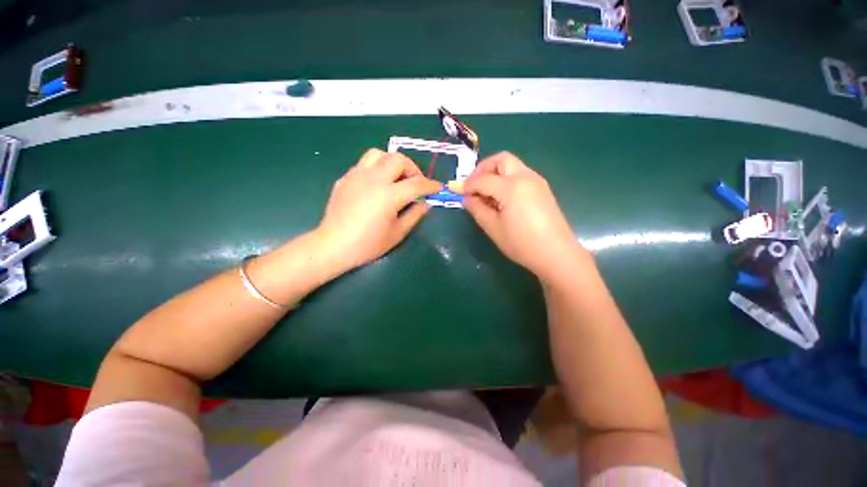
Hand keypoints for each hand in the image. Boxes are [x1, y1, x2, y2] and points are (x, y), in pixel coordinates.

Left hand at [317, 149, 441, 270]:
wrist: (334, 245)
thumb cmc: (368, 244)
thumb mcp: (398, 233)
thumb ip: (415, 215)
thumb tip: (426, 203)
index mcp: (388, 195)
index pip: (416, 184)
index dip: (430, 185)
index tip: (438, 188)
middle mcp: (373, 179)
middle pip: (398, 159)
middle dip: (412, 169)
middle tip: (415, 183)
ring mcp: (357, 175)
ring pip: (379, 154)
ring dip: (392, 163)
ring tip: (395, 179)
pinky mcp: (345, 178)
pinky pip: (364, 164)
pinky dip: (377, 169)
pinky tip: (377, 185)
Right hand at [461, 152, 583, 279]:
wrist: (556, 254)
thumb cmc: (521, 243)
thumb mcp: (493, 227)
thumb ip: (477, 209)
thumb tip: (466, 198)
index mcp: (511, 187)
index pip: (483, 179)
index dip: (468, 185)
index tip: (458, 192)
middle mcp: (525, 177)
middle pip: (501, 159)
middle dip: (483, 169)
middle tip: (474, 186)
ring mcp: (536, 181)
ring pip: (512, 165)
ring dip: (495, 173)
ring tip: (486, 194)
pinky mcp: (542, 189)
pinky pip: (520, 175)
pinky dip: (506, 180)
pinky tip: (501, 198)